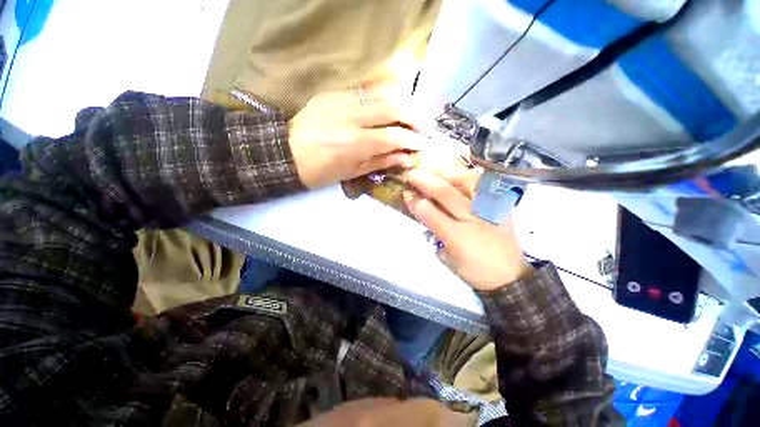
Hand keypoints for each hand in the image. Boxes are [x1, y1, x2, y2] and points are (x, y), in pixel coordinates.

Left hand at [288, 89, 424, 188]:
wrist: (286, 153)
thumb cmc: (320, 171)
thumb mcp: (352, 172)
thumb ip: (381, 162)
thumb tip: (406, 158)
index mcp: (356, 143)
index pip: (394, 136)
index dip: (412, 139)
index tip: (422, 143)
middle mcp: (353, 117)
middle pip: (393, 106)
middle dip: (413, 115)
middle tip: (421, 126)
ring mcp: (342, 100)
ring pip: (381, 93)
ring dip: (400, 103)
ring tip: (408, 116)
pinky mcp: (333, 93)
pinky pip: (365, 91)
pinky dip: (381, 99)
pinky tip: (386, 108)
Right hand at [404, 169, 532, 290]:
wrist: (511, 276)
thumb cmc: (474, 271)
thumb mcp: (447, 259)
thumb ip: (434, 237)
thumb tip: (425, 216)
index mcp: (457, 237)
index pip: (430, 213)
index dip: (415, 202)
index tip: (406, 194)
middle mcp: (473, 219)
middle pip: (446, 193)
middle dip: (425, 181)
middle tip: (413, 174)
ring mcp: (489, 209)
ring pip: (468, 181)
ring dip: (448, 173)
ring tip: (436, 171)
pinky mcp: (501, 206)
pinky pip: (485, 183)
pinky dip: (471, 175)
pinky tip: (460, 174)